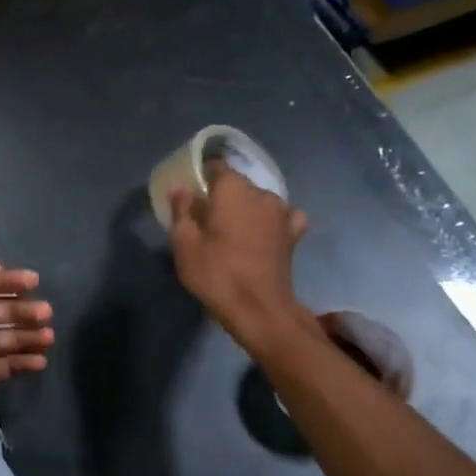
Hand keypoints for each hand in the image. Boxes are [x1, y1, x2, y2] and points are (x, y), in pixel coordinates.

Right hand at [168, 162, 319, 352]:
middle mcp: (262, 193)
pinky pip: (282, 216)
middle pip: (238, 184)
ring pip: (259, 199)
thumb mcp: (184, 243)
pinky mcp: (294, 234)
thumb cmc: (216, 273)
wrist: (258, 309)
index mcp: (233, 189)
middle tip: (204, 217)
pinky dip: (270, 220)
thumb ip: (181, 210)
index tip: (190, 193)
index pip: (216, 167)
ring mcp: (282, 213)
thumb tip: (181, 188)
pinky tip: (262, 232)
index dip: (201, 177)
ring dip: (245, 208)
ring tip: (232, 229)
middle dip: (221, 195)